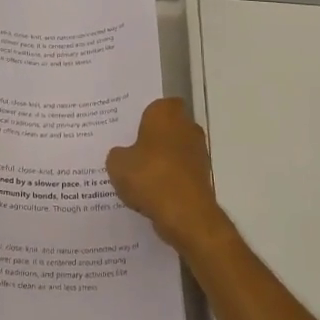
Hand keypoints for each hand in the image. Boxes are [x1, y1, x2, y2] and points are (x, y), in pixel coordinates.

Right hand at [106, 99, 235, 253]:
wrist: (185, 214)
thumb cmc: (150, 176)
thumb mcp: (117, 164)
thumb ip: (118, 154)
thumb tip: (123, 155)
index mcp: (166, 113)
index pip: (156, 105)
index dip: (143, 117)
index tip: (128, 130)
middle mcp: (187, 127)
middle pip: (167, 128)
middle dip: (152, 138)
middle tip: (129, 151)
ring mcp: (198, 152)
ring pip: (174, 151)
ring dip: (161, 161)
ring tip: (137, 176)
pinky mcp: (202, 176)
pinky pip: (179, 172)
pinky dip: (168, 180)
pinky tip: (150, 193)